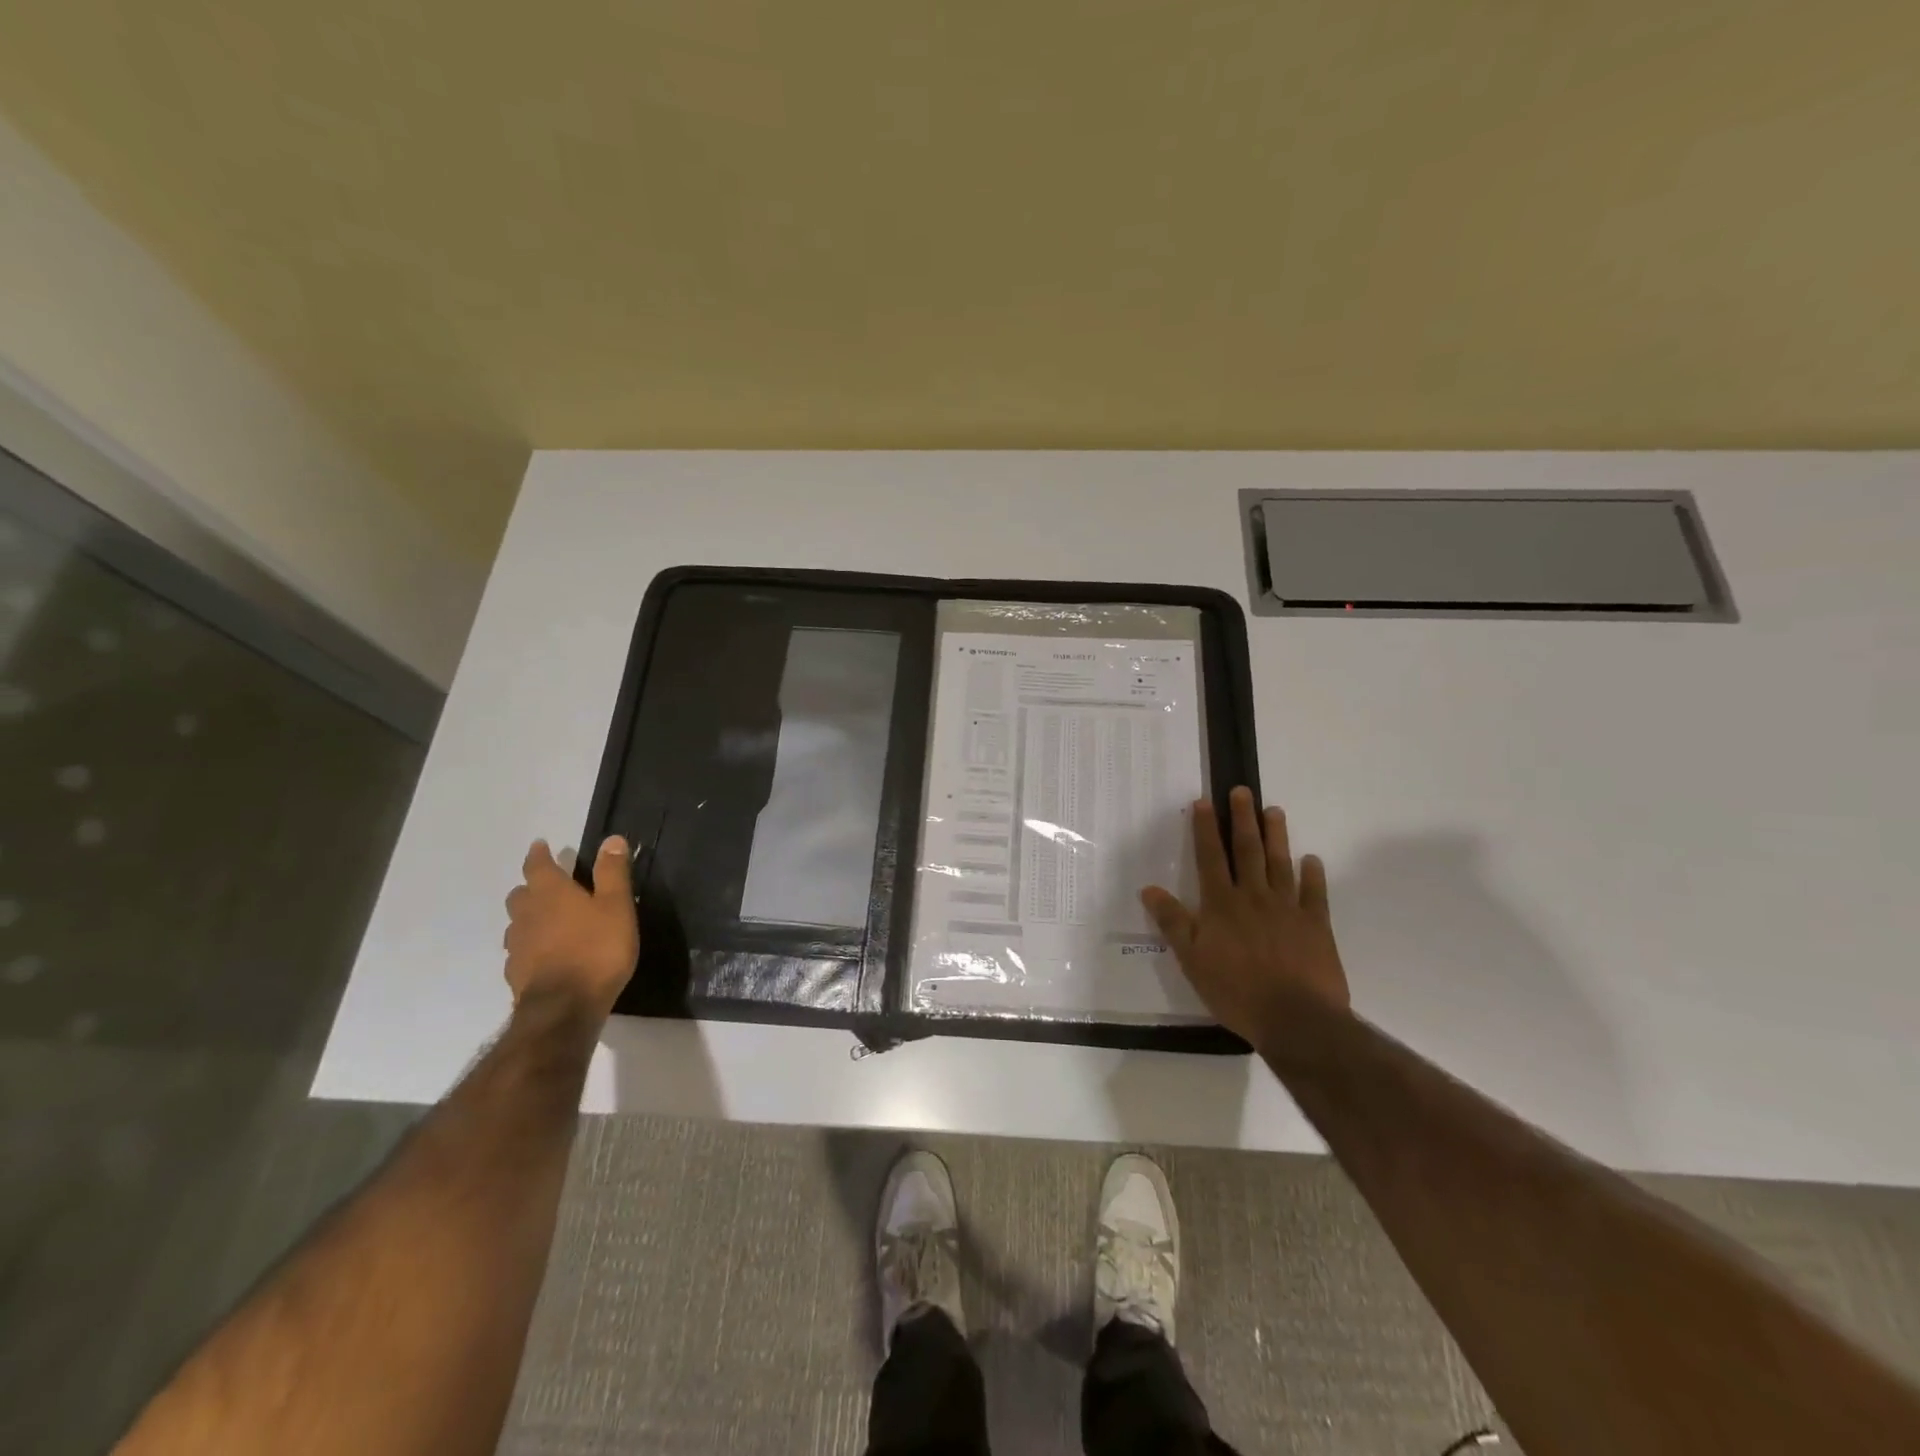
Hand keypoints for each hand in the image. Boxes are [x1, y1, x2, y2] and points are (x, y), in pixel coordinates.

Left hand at [503, 837, 638, 1021]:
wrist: (564, 1008)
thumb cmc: (597, 949)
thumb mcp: (616, 906)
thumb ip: (612, 873)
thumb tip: (611, 839)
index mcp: (550, 893)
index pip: (537, 865)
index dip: (539, 854)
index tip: (540, 845)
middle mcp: (527, 915)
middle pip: (521, 894)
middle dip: (532, 887)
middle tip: (549, 887)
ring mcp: (517, 947)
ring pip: (517, 924)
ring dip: (529, 918)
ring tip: (548, 922)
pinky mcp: (516, 974)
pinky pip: (519, 951)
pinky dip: (530, 946)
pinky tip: (545, 955)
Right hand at [1141, 787, 1349, 1043]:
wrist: (1295, 1018)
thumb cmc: (1236, 990)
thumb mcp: (1192, 959)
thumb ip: (1173, 922)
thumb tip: (1149, 889)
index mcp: (1222, 904)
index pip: (1210, 858)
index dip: (1205, 829)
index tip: (1204, 802)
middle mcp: (1254, 897)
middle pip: (1247, 851)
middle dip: (1242, 819)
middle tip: (1242, 791)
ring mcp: (1288, 909)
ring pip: (1280, 864)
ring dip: (1276, 836)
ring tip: (1273, 811)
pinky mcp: (1316, 926)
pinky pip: (1315, 894)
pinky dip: (1313, 875)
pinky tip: (1312, 860)